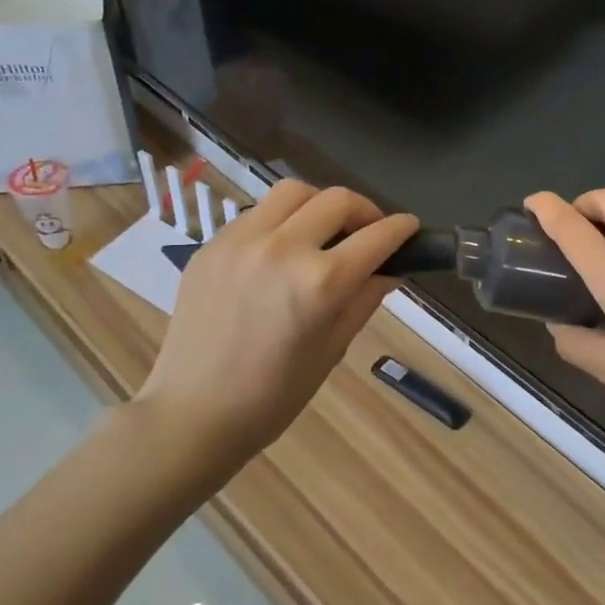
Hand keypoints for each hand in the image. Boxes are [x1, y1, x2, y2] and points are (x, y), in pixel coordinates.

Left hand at [135, 180, 418, 483]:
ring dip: (320, 204)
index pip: (376, 236)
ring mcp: (241, 240)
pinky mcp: (212, 244)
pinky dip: (281, 221)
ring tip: (324, 231)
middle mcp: (282, 248)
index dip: (402, 229)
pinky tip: (281, 250)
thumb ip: (364, 299)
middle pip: (337, 199)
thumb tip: (390, 270)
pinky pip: (257, 214)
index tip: (411, 228)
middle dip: (365, 210)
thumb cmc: (274, 396)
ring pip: (293, 192)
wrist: (193, 412)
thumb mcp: (332, 349)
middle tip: (369, 232)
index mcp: (320, 282)